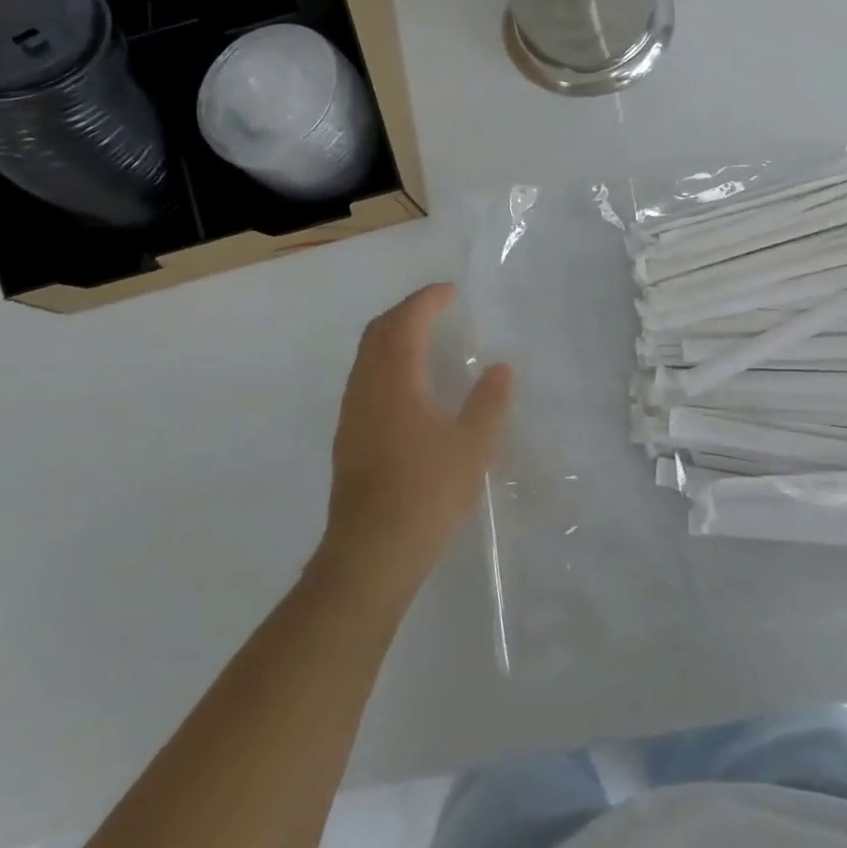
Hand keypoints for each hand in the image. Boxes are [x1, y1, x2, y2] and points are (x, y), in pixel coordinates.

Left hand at [319, 284, 512, 599]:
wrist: (370, 555)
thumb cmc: (426, 494)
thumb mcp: (473, 447)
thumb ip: (489, 402)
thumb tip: (499, 368)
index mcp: (396, 380)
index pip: (407, 321)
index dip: (428, 299)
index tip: (451, 292)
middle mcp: (366, 387)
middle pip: (379, 330)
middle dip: (407, 311)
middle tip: (437, 308)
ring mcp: (352, 412)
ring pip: (366, 355)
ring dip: (393, 335)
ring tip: (424, 339)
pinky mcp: (347, 437)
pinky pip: (363, 377)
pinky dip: (385, 360)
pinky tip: (407, 385)